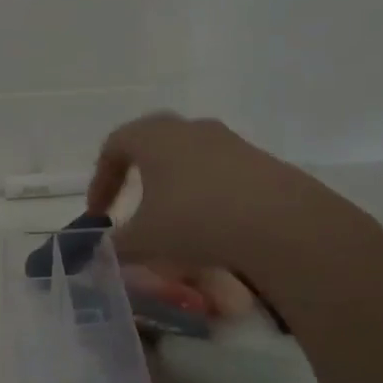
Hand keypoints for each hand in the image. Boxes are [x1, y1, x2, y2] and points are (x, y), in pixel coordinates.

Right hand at [88, 113, 376, 282]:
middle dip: (136, 172)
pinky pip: (221, 172)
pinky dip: (206, 193)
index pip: (113, 146)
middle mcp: (190, 129)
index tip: (99, 214)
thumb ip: (114, 246)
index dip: (101, 180)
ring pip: (189, 155)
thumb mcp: (144, 240)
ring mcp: (230, 142)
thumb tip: (100, 252)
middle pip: (152, 141)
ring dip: (173, 182)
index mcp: (154, 137)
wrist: (283, 226)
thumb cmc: (196, 221)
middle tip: (130, 202)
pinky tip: (212, 226)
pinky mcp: (262, 162)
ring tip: (172, 218)